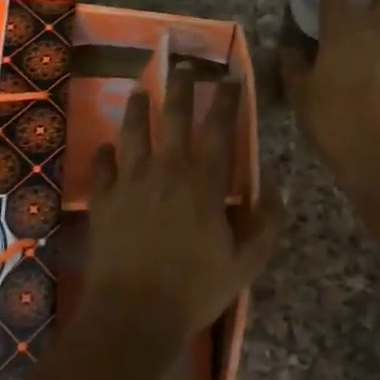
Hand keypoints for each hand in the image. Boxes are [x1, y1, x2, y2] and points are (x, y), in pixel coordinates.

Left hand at [87, 80, 282, 339]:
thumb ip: (266, 221)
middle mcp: (167, 169)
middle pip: (174, 114)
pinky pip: (103, 165)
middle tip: (184, 65)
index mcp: (204, 181)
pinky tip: (107, 147)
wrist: (134, 314)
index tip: (231, 77)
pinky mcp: (104, 199)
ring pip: (133, 130)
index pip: (220, 127)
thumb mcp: (247, 262)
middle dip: (181, 85)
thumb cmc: (195, 290)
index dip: (227, 98)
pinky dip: (106, 152)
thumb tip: (276, 184)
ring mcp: (131, 181)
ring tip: (139, 89)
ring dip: (138, 107)